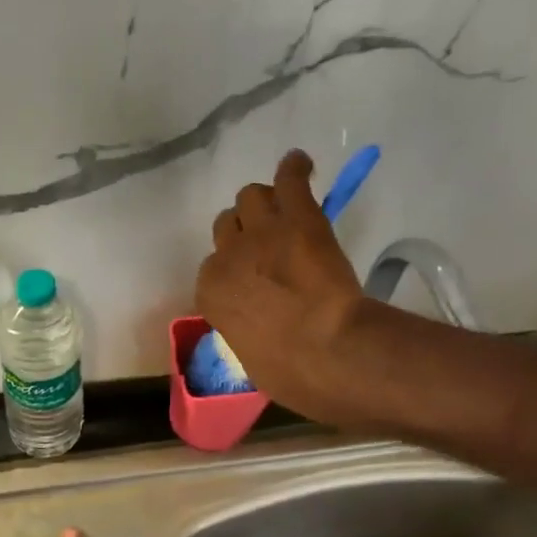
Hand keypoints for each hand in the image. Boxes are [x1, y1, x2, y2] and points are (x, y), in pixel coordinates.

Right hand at [195, 149, 368, 421]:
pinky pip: (290, 178)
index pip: (213, 270)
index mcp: (210, 294)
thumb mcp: (253, 356)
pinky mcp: (298, 216)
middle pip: (227, 226)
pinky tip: (300, 165)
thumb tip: (260, 328)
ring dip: (265, 204)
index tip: (254, 282)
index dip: (236, 272)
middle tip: (269, 248)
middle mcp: (227, 255)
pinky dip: (295, 169)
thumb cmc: (290, 372)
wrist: (327, 350)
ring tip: (284, 211)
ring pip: (251, 196)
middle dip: (245, 235)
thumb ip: (247, 329)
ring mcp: (262, 231)